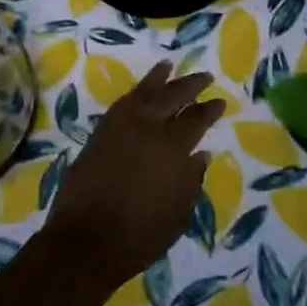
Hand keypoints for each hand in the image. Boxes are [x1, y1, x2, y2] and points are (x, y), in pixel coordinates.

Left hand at [40, 62, 223, 291]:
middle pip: (171, 97)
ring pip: (143, 93)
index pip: (196, 120)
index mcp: (172, 147)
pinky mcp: (99, 133)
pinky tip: (139, 92)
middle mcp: (147, 128)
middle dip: (189, 85)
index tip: (220, 101)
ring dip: (158, 78)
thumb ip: (191, 181)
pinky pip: (121, 103)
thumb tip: (200, 156)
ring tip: (169, 65)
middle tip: (204, 76)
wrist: (86, 240)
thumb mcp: (178, 214)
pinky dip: (134, 93)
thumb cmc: (141, 234)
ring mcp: (119, 127)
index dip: (209, 109)